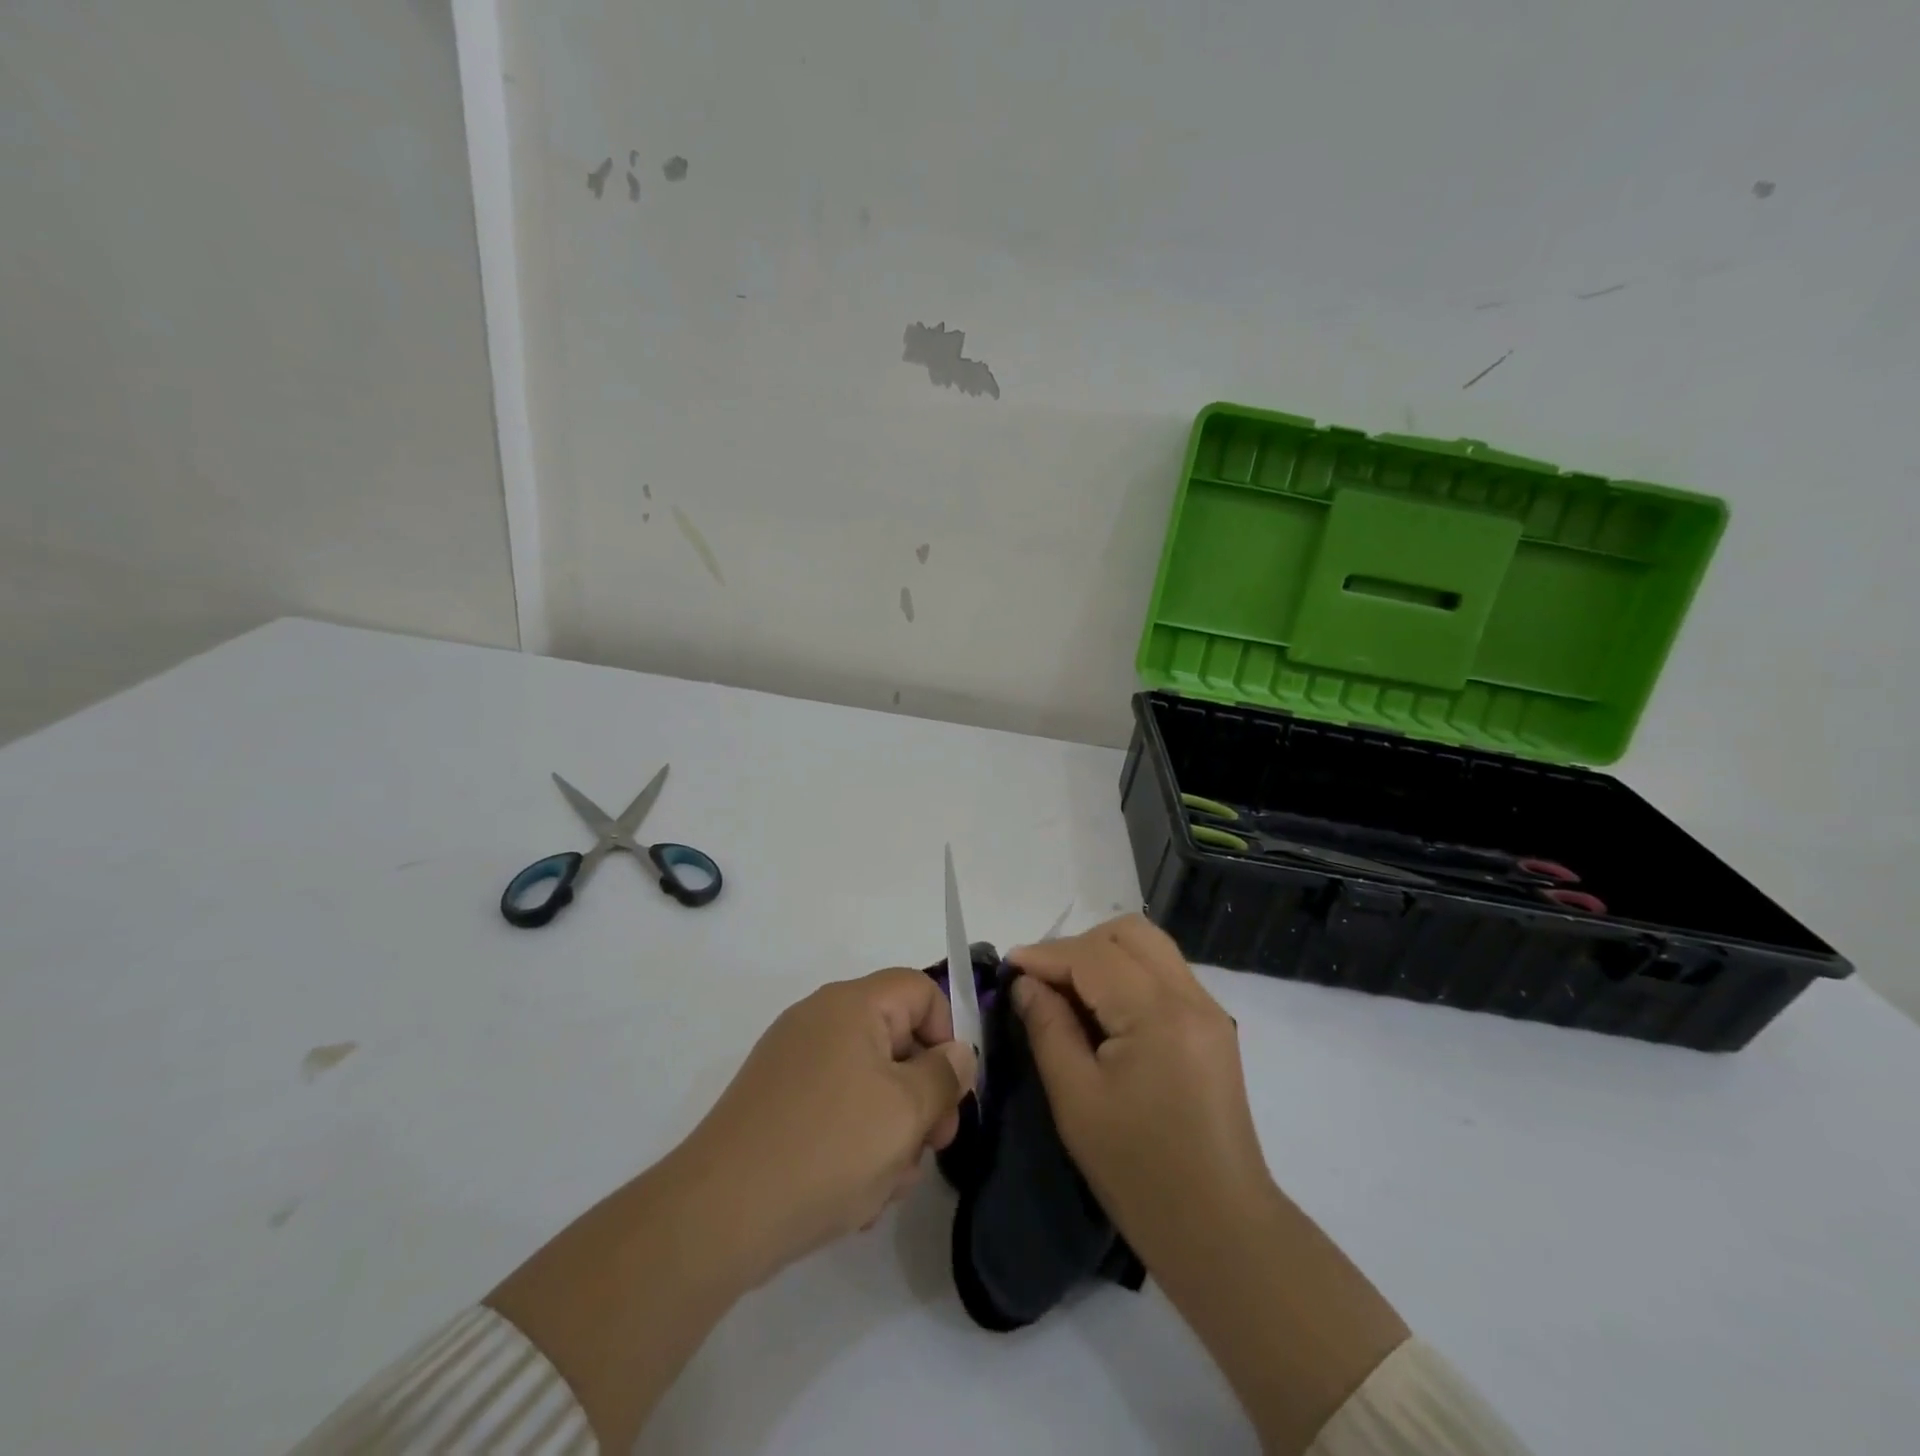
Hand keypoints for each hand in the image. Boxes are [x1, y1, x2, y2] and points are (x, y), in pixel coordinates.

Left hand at [676, 967, 977, 1284]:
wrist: (719, 1215)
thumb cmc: (828, 1149)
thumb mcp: (906, 1112)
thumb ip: (945, 1075)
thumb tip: (958, 1053)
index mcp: (851, 1005)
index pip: (920, 990)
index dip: (947, 1034)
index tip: (952, 1092)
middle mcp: (819, 1020)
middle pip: (896, 1039)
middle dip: (922, 1095)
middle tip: (931, 1148)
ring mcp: (793, 1062)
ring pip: (869, 1083)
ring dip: (891, 1131)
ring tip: (884, 1186)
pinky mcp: (776, 1102)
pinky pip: (835, 1108)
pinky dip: (854, 1143)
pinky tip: (853, 1196)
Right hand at [1007, 915, 1271, 1272]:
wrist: (1220, 1230)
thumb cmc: (1139, 1172)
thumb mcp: (1076, 1099)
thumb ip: (1047, 1028)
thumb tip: (1026, 983)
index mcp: (1159, 1013)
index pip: (1093, 955)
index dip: (1046, 955)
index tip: (1008, 966)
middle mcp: (1191, 997)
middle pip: (1129, 932)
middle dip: (1078, 945)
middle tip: (1042, 980)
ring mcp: (1208, 1010)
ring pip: (1150, 947)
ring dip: (1104, 955)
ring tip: (1068, 992)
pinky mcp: (1213, 1027)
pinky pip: (1164, 974)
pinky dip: (1127, 975)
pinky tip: (1102, 1011)